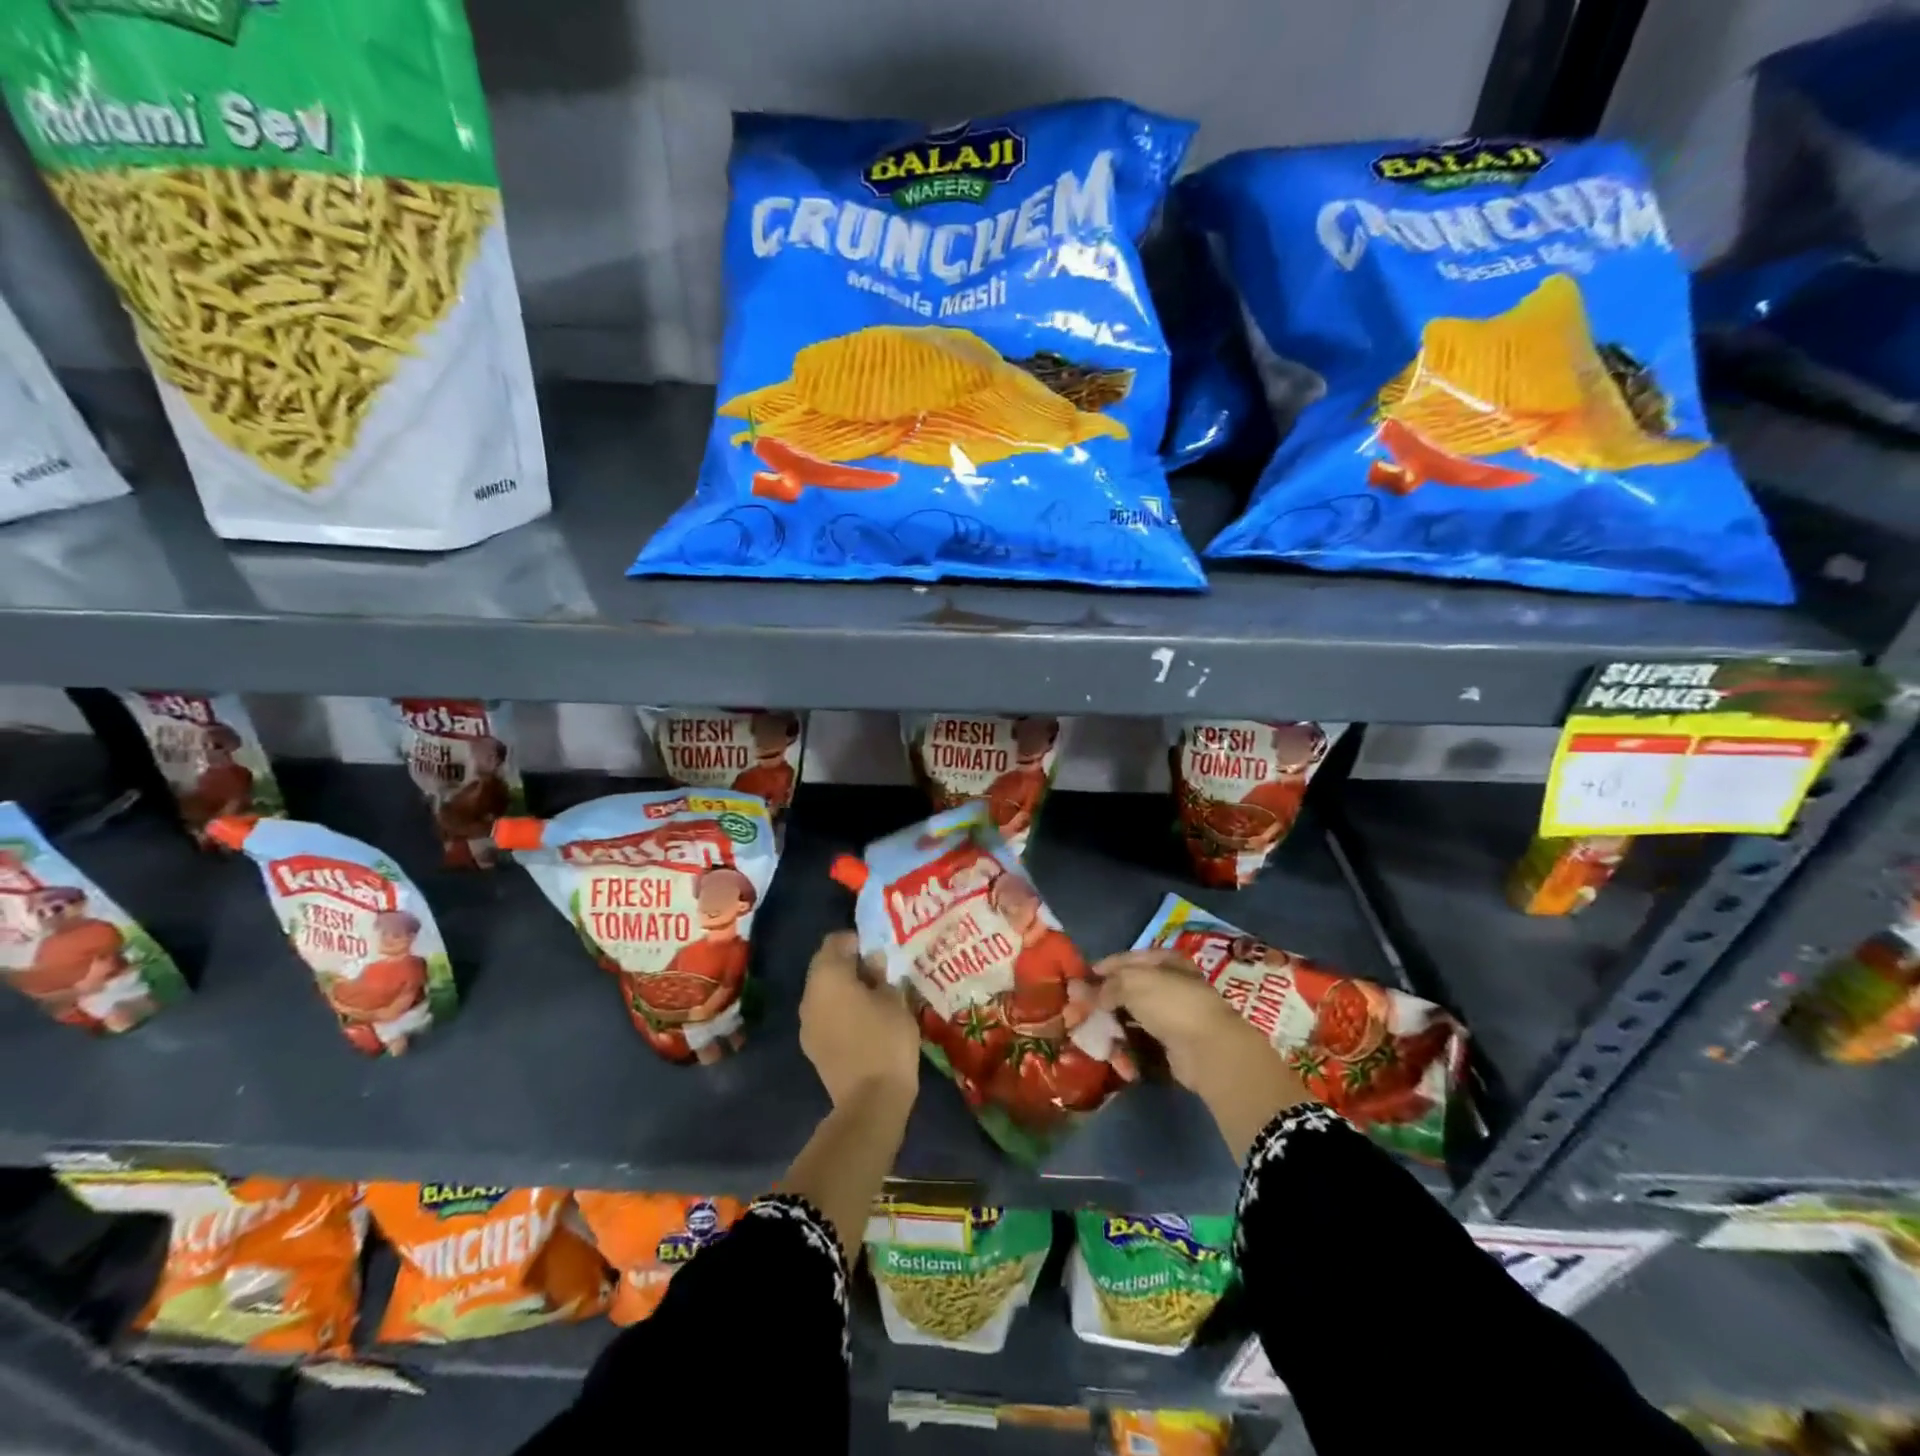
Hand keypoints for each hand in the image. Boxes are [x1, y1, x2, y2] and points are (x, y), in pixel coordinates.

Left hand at [799, 930, 920, 1109]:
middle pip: (825, 966)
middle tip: (878, 973)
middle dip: (848, 965)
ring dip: (843, 989)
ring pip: (823, 992)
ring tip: (872, 998)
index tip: (878, 950)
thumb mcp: (895, 999)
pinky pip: (823, 1015)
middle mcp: (809, 995)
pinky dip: (839, 1011)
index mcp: (828, 976)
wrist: (870, 1101)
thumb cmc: (887, 1040)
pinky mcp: (811, 1046)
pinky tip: (862, 1022)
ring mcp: (806, 1023)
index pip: (835, 941)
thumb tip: (873, 961)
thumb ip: (881, 975)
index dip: (856, 940)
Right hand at [1093, 950, 1262, 1089]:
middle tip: (1077, 1012)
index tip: (1077, 982)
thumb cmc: (1171, 1003)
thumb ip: (1104, 986)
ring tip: (1090, 1034)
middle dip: (1101, 1001)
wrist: (1208, 1050)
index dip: (1100, 969)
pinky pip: (1139, 1040)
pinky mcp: (1169, 1043)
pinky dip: (1125, 1047)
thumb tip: (1079, 991)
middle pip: (1125, 989)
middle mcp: (1168, 984)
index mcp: (1163, 961)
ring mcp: (1169, 1015)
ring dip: (1110, 1026)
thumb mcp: (1132, 983)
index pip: (1124, 960)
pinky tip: (1113, 1053)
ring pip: (1130, 1016)